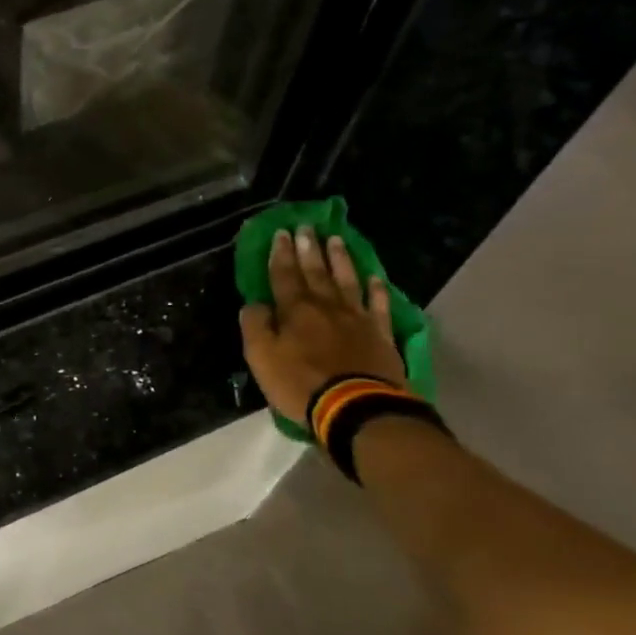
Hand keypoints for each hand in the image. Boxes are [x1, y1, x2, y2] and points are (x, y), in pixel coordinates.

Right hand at [239, 226, 404, 428]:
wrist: (356, 407)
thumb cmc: (300, 383)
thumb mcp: (261, 358)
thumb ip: (255, 326)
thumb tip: (254, 305)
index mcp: (294, 310)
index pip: (284, 275)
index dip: (281, 254)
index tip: (281, 233)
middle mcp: (326, 306)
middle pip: (316, 272)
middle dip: (309, 249)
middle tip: (306, 227)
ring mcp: (357, 319)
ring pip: (347, 281)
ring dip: (341, 259)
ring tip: (336, 239)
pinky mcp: (381, 335)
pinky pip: (379, 306)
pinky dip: (377, 290)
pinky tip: (376, 278)